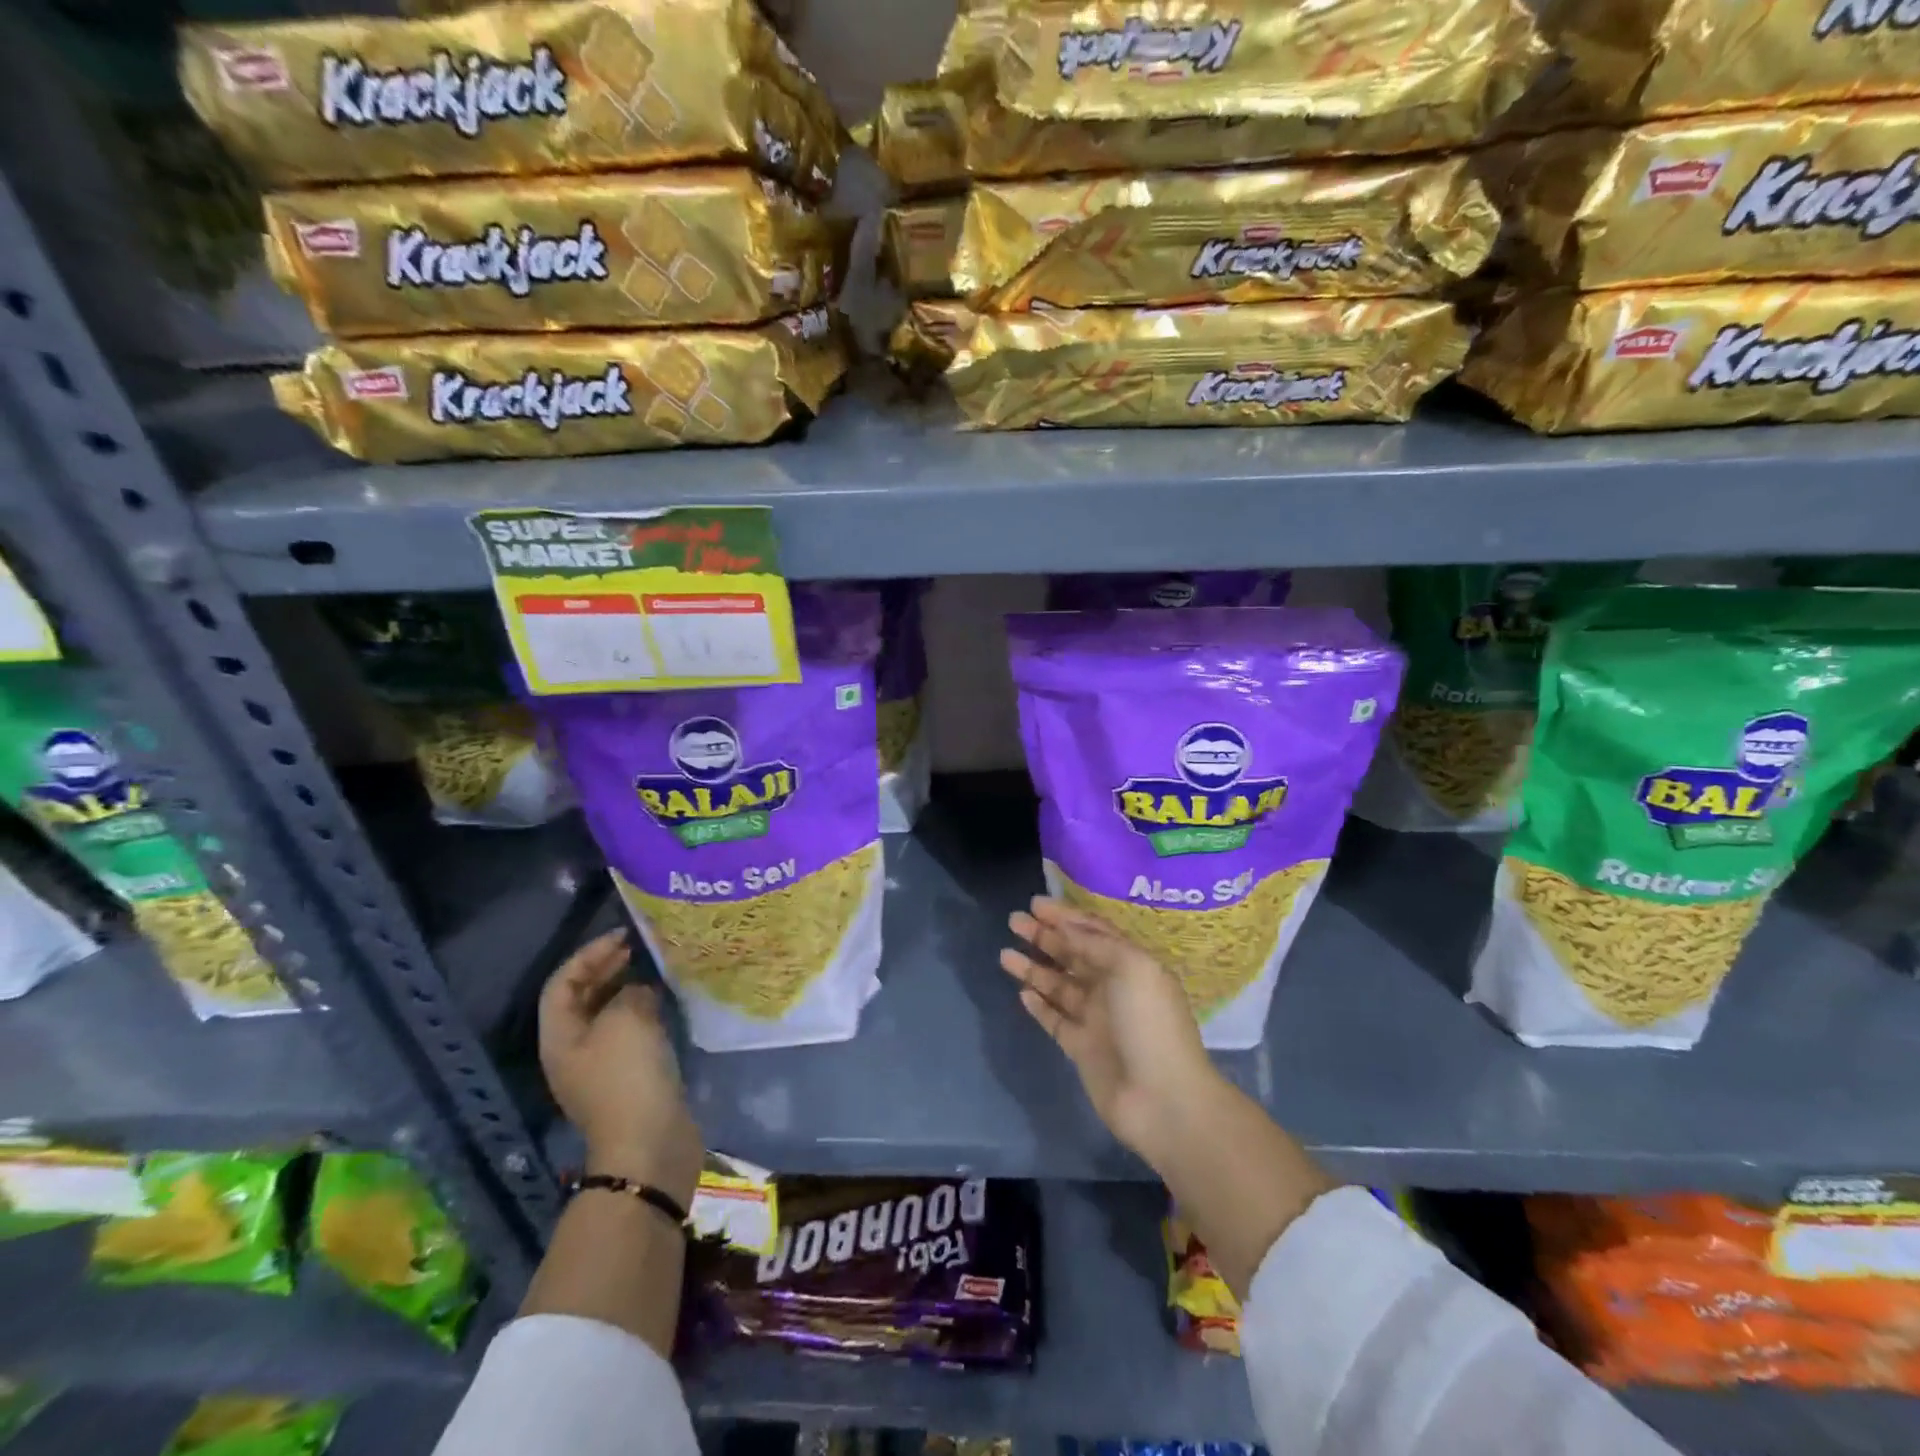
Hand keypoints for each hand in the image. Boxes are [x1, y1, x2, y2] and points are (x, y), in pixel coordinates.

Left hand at [539, 929, 702, 1207]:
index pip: (563, 983)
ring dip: (629, 989)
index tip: (624, 936)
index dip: (589, 954)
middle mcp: (574, 1051)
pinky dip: (645, 1013)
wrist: (649, 1143)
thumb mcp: (626, 1019)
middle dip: (608, 969)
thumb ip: (631, 992)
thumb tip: (641, 990)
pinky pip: (632, 1034)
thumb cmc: (627, 1076)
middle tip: (640, 947)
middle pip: (583, 999)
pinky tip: (667, 1004)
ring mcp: (602, 1067)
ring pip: (609, 1016)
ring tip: (657, 970)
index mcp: (560, 1037)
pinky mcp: (630, 1079)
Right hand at [1000, 896, 1224, 1170]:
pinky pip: (1055, 1019)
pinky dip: (1039, 1005)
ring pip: (1058, 986)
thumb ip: (1096, 943)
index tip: (1035, 903)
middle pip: (1072, 955)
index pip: (1093, 932)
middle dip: (1044, 936)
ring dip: (1034, 968)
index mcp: (1130, 964)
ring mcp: (1096, 1019)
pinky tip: (1021, 993)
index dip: (1065, 916)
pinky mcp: (1081, 1048)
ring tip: (1004, 954)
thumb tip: (1066, 927)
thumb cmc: (1150, 1024)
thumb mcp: (1132, 967)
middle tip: (1014, 921)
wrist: (1162, 1100)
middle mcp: (1112, 987)